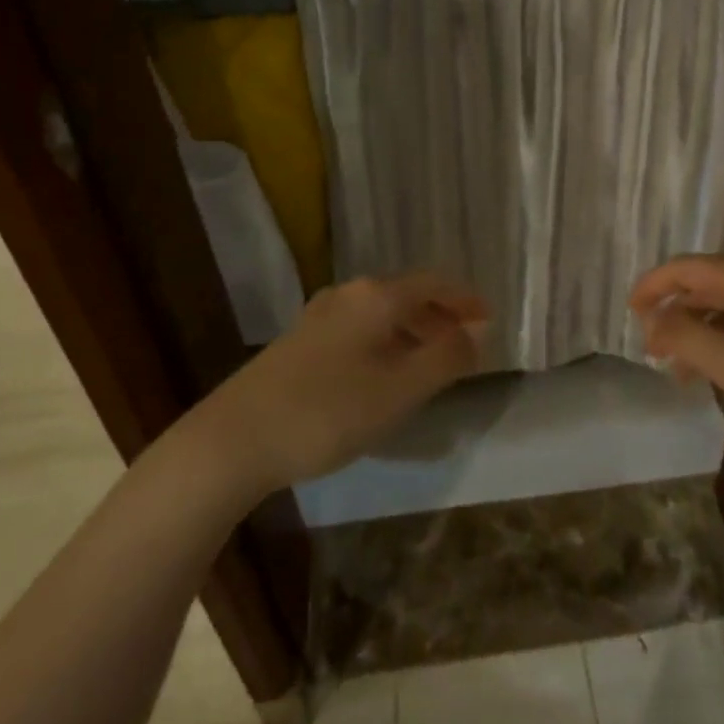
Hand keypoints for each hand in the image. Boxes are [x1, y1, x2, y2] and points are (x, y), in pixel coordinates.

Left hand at [197, 273, 487, 493]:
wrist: (234, 439)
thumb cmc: (328, 411)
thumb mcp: (401, 389)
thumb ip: (447, 358)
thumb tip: (478, 332)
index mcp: (376, 297)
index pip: (434, 283)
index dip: (466, 300)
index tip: (489, 320)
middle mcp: (347, 296)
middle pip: (406, 296)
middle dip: (440, 318)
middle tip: (465, 346)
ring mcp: (318, 318)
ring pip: (380, 316)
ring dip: (413, 334)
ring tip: (431, 365)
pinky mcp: (298, 344)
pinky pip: (358, 332)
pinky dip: (385, 345)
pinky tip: (384, 378)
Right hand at [630, 255, 723, 458]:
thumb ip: (682, 335)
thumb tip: (655, 320)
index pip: (682, 267)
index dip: (650, 287)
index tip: (628, 314)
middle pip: (704, 285)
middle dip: (672, 314)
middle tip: (650, 349)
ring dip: (698, 333)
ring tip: (679, 372)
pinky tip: (720, 374)